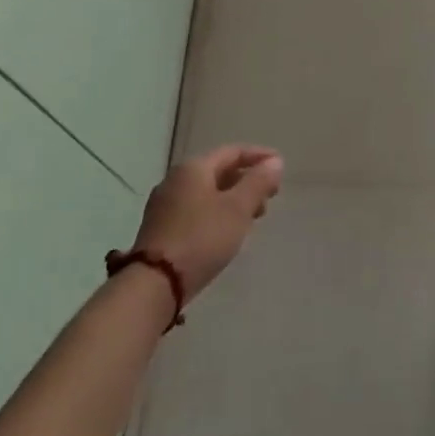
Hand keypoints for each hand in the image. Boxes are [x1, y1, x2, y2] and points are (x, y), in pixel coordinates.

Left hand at [132, 144, 283, 302]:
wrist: (154, 284)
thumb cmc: (202, 238)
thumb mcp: (238, 209)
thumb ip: (258, 183)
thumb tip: (275, 162)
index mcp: (193, 168)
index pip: (232, 151)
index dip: (259, 156)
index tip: (280, 166)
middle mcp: (175, 180)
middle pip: (218, 171)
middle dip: (247, 180)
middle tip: (270, 197)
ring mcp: (164, 204)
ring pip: (207, 192)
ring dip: (233, 199)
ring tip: (253, 217)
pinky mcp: (160, 228)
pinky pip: (196, 209)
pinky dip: (217, 212)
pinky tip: (227, 231)